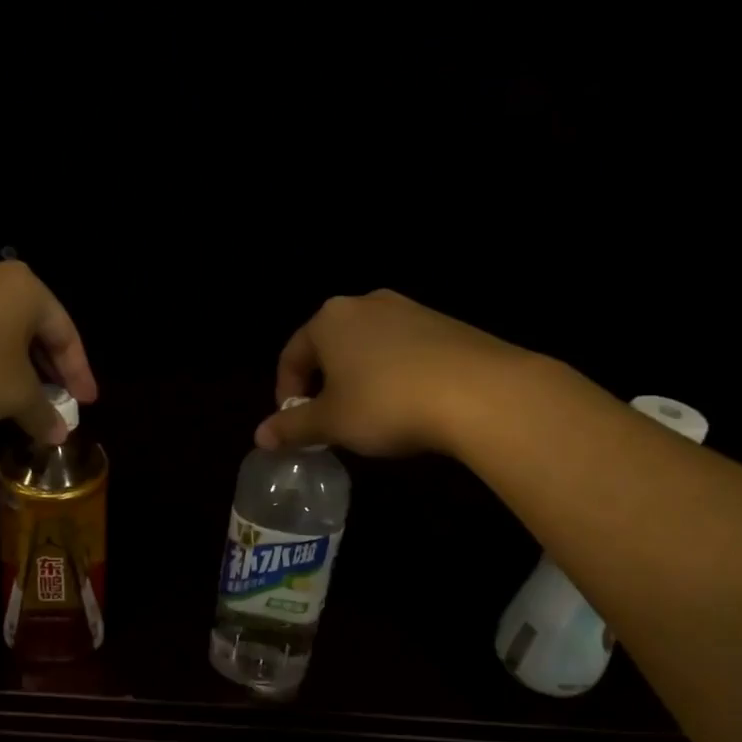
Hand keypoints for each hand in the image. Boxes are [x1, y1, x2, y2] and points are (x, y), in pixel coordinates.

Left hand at [0, 260, 96, 442]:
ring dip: (15, 366)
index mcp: (27, 289)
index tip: (85, 404)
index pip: (66, 333)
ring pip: (0, 331)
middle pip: (33, 329)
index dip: (79, 373)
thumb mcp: (17, 395)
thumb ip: (43, 413)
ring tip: (22, 398)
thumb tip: (58, 435)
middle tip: (58, 402)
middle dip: (47, 370)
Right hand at [254, 291, 519, 455]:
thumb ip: (293, 428)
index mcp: (329, 320)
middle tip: (330, 421)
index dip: (286, 393)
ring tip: (370, 416)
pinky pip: (404, 350)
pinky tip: (408, 404)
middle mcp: (365, 304)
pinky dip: (394, 374)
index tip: (295, 425)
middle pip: (330, 347)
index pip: (292, 356)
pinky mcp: (445, 324)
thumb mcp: (332, 423)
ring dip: (359, 379)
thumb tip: (260, 437)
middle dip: (324, 385)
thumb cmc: (386, 403)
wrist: (481, 392)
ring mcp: (409, 310)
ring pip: (368, 347)